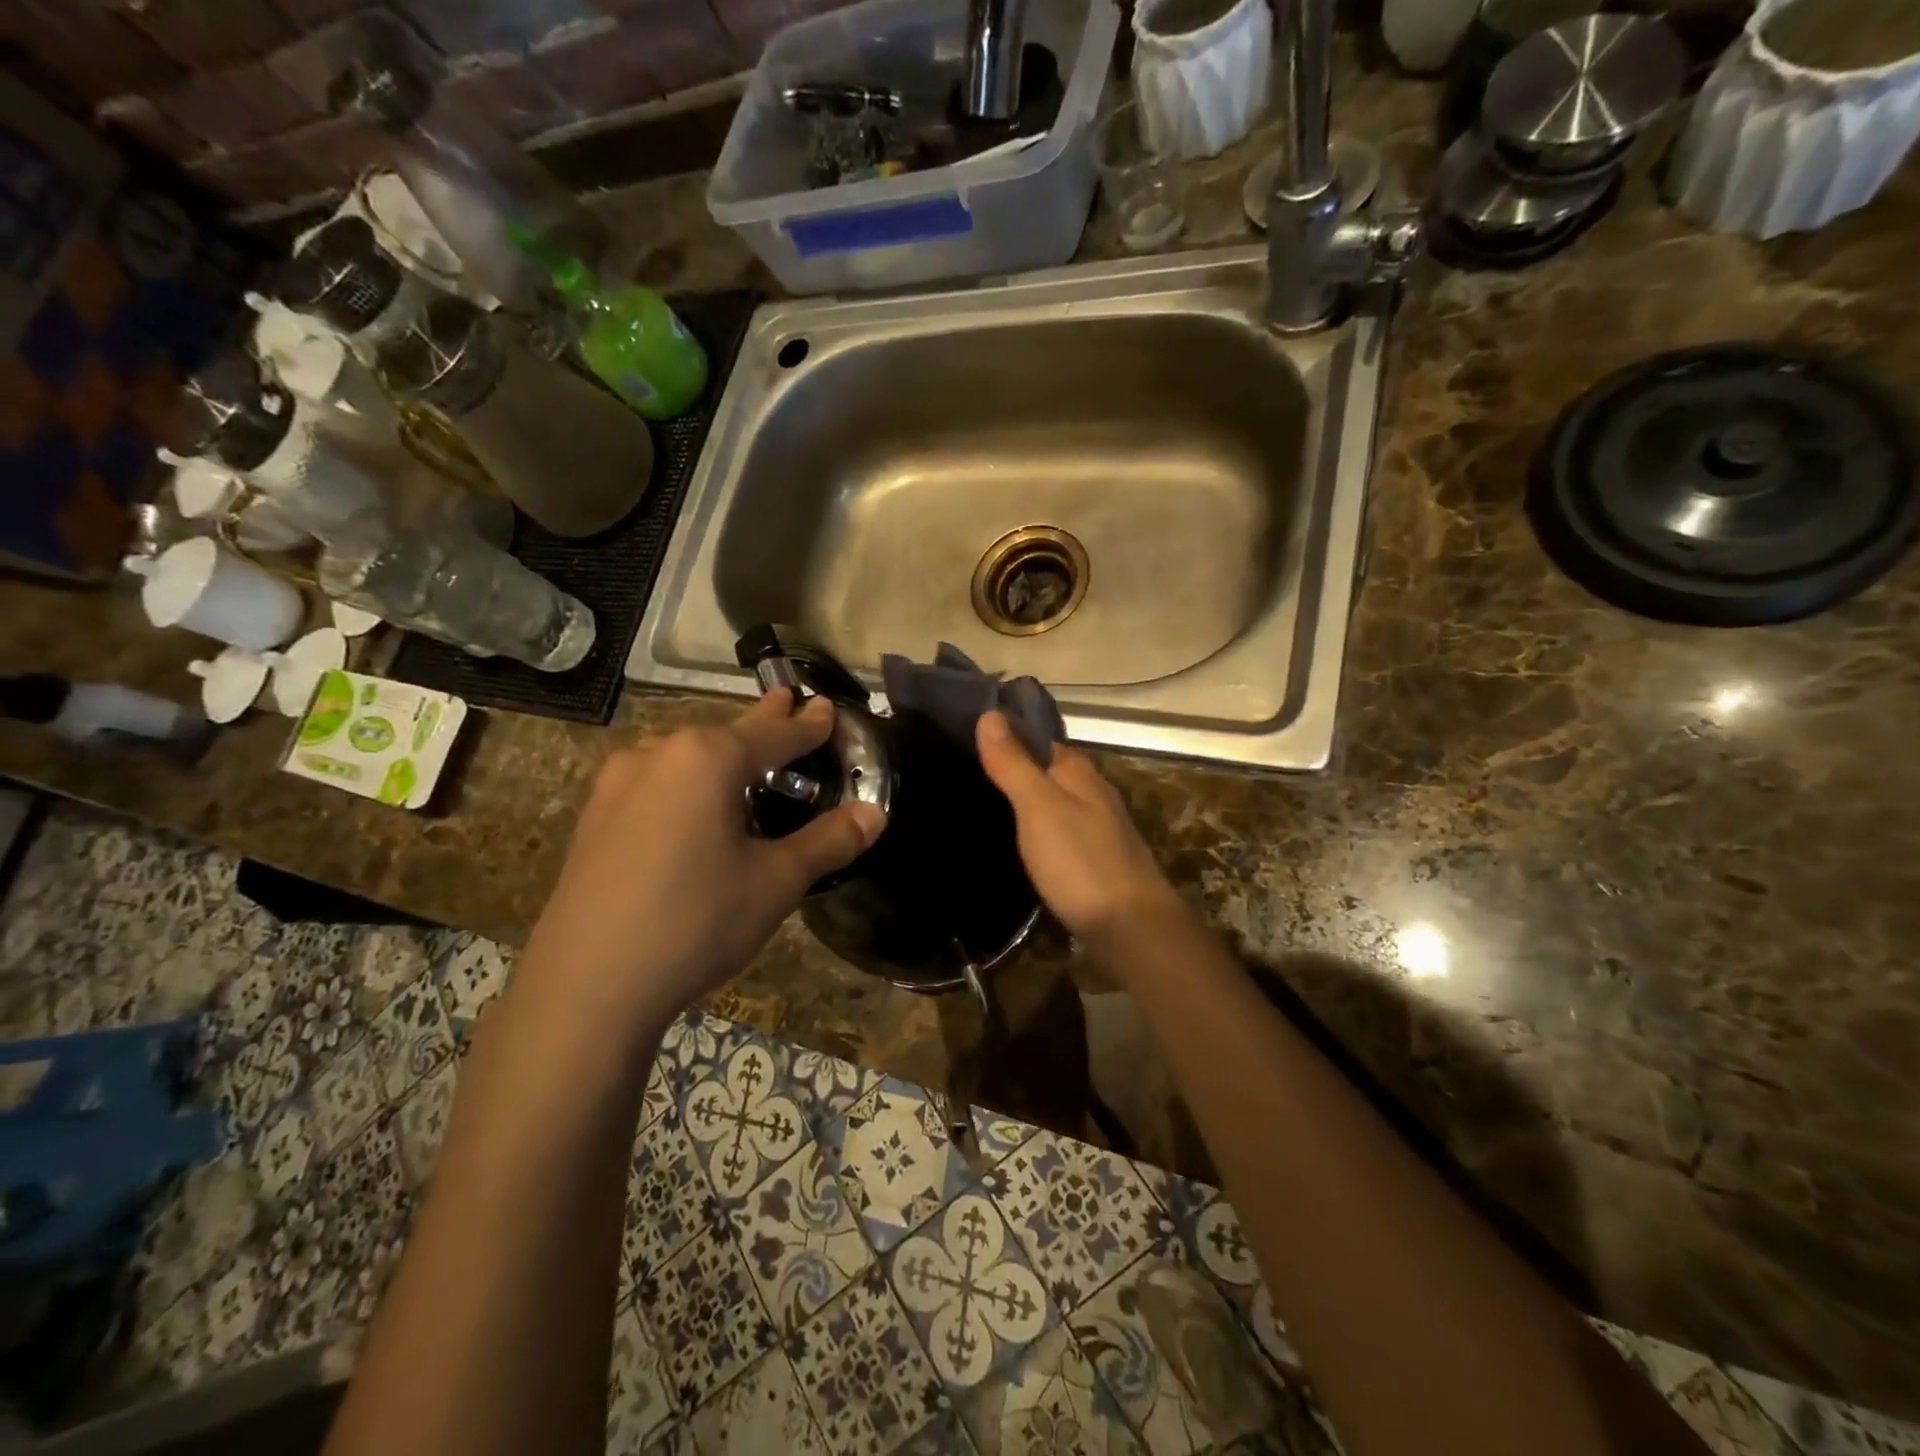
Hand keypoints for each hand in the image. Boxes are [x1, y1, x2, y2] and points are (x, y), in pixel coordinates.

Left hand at [520, 691, 885, 1044]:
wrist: (586, 986)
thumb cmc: (695, 921)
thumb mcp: (776, 882)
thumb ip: (828, 842)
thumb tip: (874, 814)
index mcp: (707, 758)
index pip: (775, 733)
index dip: (807, 724)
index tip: (825, 707)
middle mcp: (659, 754)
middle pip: (726, 734)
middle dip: (762, 723)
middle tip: (787, 703)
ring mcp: (617, 783)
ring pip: (685, 755)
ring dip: (720, 753)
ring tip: (743, 759)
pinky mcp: (594, 817)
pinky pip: (655, 781)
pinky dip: (686, 780)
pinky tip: (690, 806)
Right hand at [976, 711, 1186, 947]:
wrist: (1131, 928)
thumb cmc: (1081, 861)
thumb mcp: (1038, 807)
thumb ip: (1014, 764)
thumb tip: (990, 714)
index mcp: (1078, 772)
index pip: (1037, 739)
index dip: (1005, 736)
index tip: (964, 737)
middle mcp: (1091, 793)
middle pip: (1045, 772)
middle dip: (1011, 771)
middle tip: (961, 775)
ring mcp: (1096, 828)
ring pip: (1051, 804)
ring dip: (1022, 803)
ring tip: (977, 807)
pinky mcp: (1093, 861)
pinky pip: (1056, 834)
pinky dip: (1034, 832)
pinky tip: (1013, 844)